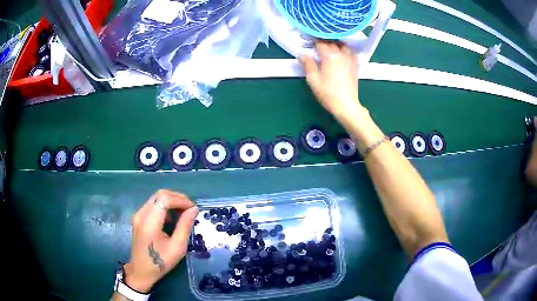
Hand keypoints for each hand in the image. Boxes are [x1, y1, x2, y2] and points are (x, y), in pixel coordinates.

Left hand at [124, 190, 198, 292]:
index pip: (165, 199)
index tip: (193, 209)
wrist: (141, 271)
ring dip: (171, 201)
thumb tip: (194, 209)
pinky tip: (172, 217)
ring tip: (183, 212)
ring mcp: (138, 214)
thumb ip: (185, 226)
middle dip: (177, 198)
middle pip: (160, 194)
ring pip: (156, 197)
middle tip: (190, 209)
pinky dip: (165, 205)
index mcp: (149, 222)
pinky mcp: (138, 217)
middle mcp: (141, 214)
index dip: (181, 200)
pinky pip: (153, 204)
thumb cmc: (160, 262)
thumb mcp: (177, 247)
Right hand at [300, 40, 365, 119]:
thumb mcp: (313, 80)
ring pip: (342, 45)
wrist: (346, 105)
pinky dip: (345, 50)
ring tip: (329, 48)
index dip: (313, 42)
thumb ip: (308, 64)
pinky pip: (351, 53)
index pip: (320, 43)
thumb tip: (303, 54)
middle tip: (316, 46)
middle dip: (323, 42)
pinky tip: (341, 54)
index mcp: (329, 56)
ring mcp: (349, 59)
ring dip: (335, 44)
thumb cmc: (328, 93)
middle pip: (331, 42)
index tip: (308, 43)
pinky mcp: (355, 65)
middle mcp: (340, 54)